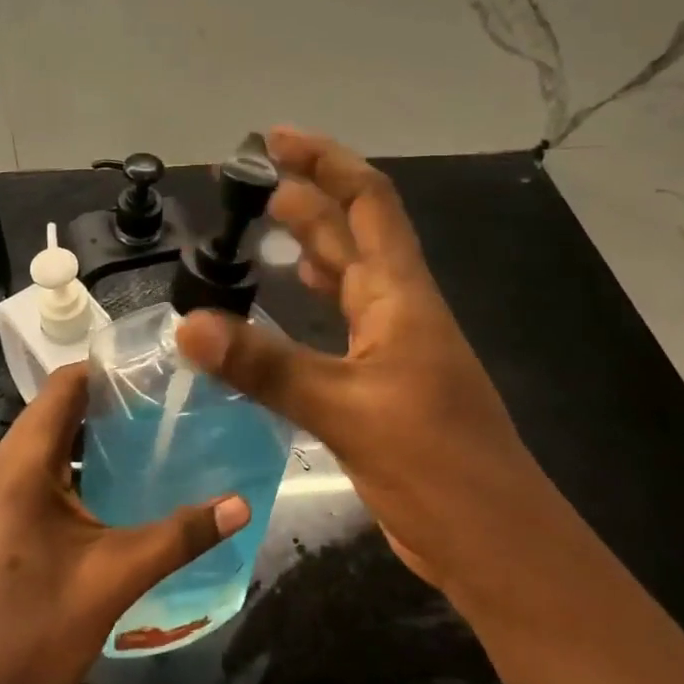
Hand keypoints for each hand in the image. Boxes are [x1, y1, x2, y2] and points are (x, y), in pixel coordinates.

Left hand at [0, 366, 248, 683]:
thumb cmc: (37, 634)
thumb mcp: (117, 577)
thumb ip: (181, 534)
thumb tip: (242, 503)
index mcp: (20, 464)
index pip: (63, 386)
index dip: (108, 368)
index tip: (159, 367)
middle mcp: (0, 467)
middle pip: (56, 410)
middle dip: (108, 400)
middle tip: (168, 401)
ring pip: (48, 443)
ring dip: (93, 435)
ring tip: (153, 434)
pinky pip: (40, 472)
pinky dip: (77, 466)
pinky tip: (120, 485)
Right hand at [176, 127, 535, 589]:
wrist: (494, 543)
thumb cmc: (436, 464)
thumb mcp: (346, 409)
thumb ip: (266, 366)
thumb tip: (188, 326)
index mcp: (400, 295)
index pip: (367, 202)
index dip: (326, 161)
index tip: (275, 140)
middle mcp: (397, 308)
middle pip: (351, 233)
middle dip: (305, 198)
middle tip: (247, 185)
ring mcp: (390, 347)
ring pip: (345, 277)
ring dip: (308, 245)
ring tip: (259, 229)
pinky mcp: (378, 383)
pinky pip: (338, 322)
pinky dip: (310, 302)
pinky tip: (283, 303)